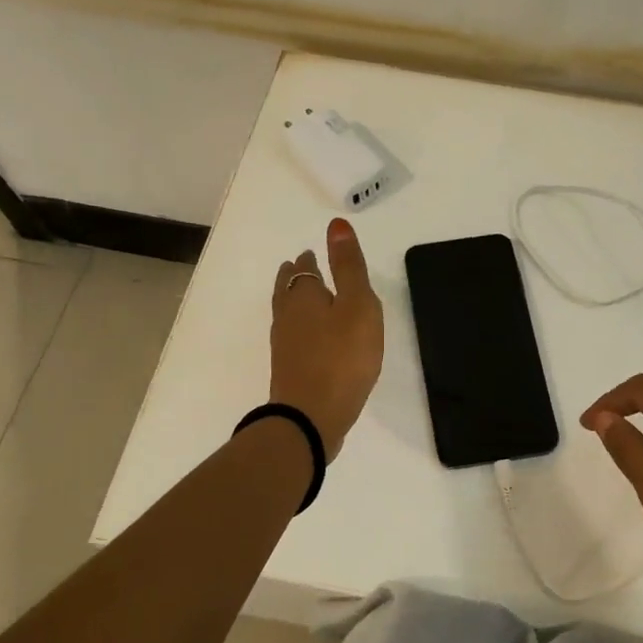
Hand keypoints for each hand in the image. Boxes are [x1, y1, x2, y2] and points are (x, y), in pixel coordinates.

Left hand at [270, 219, 384, 457]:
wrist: (311, 418)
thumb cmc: (342, 358)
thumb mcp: (357, 306)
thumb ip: (349, 267)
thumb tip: (336, 224)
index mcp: (304, 297)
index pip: (304, 270)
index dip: (309, 261)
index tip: (311, 254)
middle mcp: (287, 317)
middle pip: (287, 289)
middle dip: (295, 276)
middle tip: (300, 267)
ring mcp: (284, 346)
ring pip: (286, 313)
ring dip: (293, 300)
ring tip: (304, 297)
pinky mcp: (289, 371)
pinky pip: (292, 338)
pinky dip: (298, 327)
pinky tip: (309, 338)